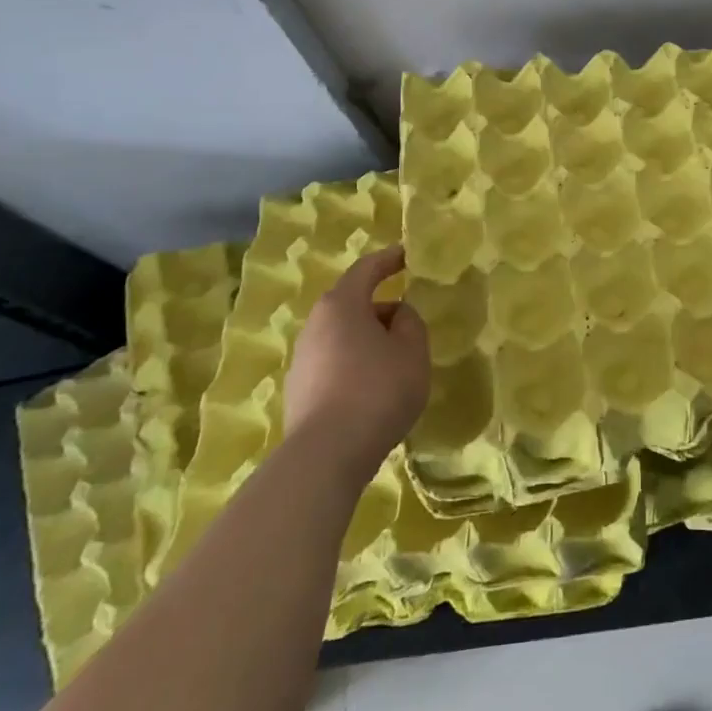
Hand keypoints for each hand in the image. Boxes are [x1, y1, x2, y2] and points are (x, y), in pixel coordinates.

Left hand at [282, 244, 429, 471]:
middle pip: (352, 305)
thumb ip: (410, 323)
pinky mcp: (299, 393)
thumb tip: (396, 315)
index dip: (388, 260)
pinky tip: (374, 389)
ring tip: (396, 360)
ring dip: (368, 340)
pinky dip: (356, 365)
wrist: (326, 455)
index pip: (366, 270)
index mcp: (342, 305)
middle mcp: (315, 326)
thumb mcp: (412, 350)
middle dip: (381, 308)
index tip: (407, 255)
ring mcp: (302, 361)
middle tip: (409, 321)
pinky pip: (334, 365)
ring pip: (342, 337)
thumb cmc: (377, 389)